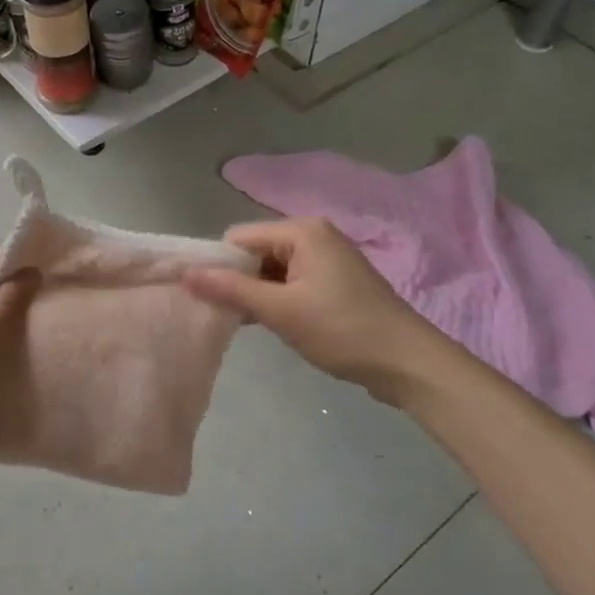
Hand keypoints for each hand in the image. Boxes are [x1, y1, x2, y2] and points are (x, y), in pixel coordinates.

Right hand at [184, 218, 436, 406]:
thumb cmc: (342, 330)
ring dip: (258, 294)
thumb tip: (186, 275)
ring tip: (247, 323)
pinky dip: (278, 300)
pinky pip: (292, 282)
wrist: (407, 363)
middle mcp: (314, 235)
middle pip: (256, 251)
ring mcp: (327, 259)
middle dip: (238, 280)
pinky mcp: (334, 282)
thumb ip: (232, 289)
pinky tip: (271, 324)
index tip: (205, 297)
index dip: (218, 264)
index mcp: (302, 231)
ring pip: (272, 269)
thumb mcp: (281, 311)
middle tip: (226, 315)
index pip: (239, 237)